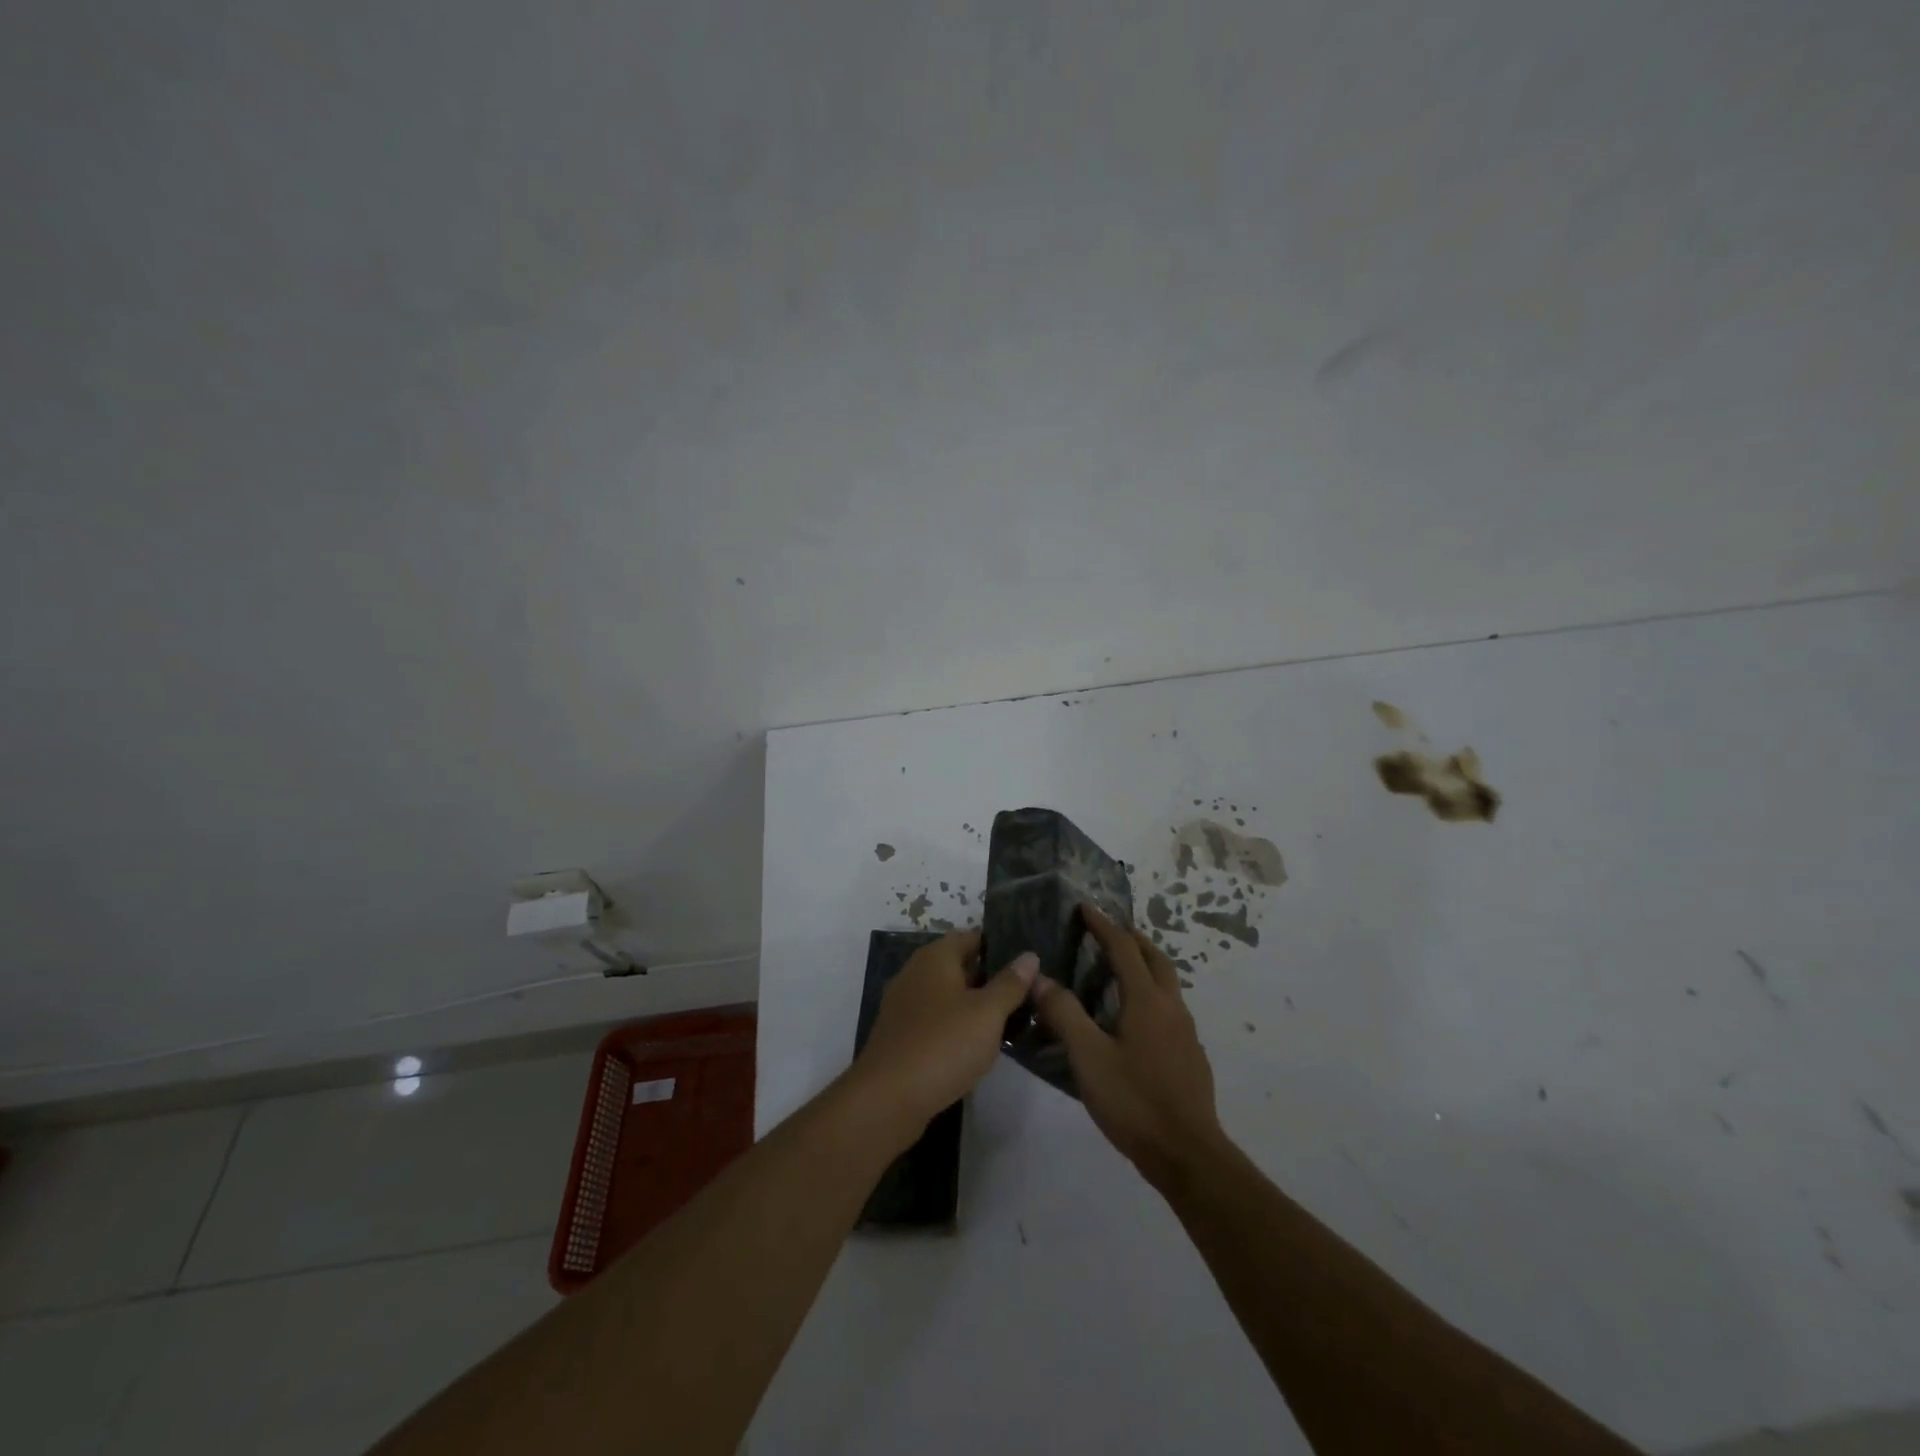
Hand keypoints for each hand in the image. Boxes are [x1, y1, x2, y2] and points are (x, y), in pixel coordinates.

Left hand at [851, 930, 1036, 1142]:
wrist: (888, 1098)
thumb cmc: (943, 1044)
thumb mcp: (987, 1013)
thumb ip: (1010, 983)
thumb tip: (1029, 955)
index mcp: (935, 957)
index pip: (971, 938)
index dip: (999, 947)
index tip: (1028, 965)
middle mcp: (915, 973)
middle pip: (959, 966)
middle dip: (990, 979)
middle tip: (1027, 995)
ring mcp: (905, 1005)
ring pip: (948, 995)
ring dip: (974, 1006)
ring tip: (1010, 1021)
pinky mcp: (901, 1035)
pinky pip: (936, 1020)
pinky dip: (956, 1026)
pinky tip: (977, 1046)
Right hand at [1031, 903, 1226, 1190]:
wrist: (1188, 1154)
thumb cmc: (1134, 1101)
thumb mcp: (1088, 1057)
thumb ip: (1064, 1014)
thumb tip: (1040, 979)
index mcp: (1147, 1001)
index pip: (1124, 948)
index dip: (1104, 925)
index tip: (1086, 908)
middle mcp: (1171, 1008)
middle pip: (1156, 959)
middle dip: (1133, 940)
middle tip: (1108, 933)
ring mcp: (1186, 1033)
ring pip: (1167, 984)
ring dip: (1145, 967)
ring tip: (1118, 972)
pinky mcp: (1191, 1056)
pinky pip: (1170, 1009)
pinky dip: (1151, 995)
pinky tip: (1134, 1021)